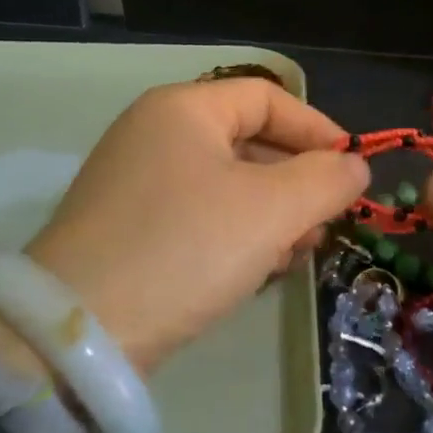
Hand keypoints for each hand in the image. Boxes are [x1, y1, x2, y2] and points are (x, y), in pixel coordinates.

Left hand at [0, 79, 366, 374]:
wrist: (78, 335)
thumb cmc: (185, 249)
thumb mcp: (270, 211)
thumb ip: (325, 180)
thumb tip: (354, 166)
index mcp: (183, 108)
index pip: (267, 97)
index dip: (317, 129)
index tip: (351, 171)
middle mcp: (155, 133)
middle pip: (248, 141)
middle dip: (296, 181)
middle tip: (323, 225)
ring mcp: (136, 181)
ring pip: (226, 183)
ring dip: (271, 214)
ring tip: (293, 254)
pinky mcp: (129, 226)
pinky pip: (199, 214)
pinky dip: (235, 233)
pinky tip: (255, 270)